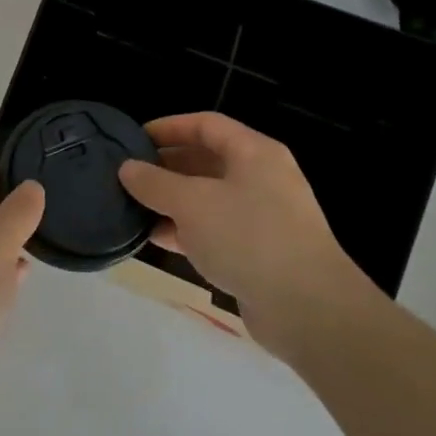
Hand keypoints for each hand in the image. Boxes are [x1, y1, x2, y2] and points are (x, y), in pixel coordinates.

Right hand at [118, 113, 369, 341]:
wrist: (308, 310)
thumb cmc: (248, 237)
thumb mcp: (191, 203)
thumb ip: (155, 183)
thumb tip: (127, 168)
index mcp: (254, 153)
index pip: (205, 125)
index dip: (168, 127)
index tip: (134, 139)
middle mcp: (262, 178)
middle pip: (207, 160)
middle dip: (167, 167)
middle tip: (130, 175)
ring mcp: (264, 217)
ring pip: (209, 198)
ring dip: (173, 201)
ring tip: (135, 207)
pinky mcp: (260, 253)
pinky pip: (216, 230)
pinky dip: (188, 231)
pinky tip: (158, 239)